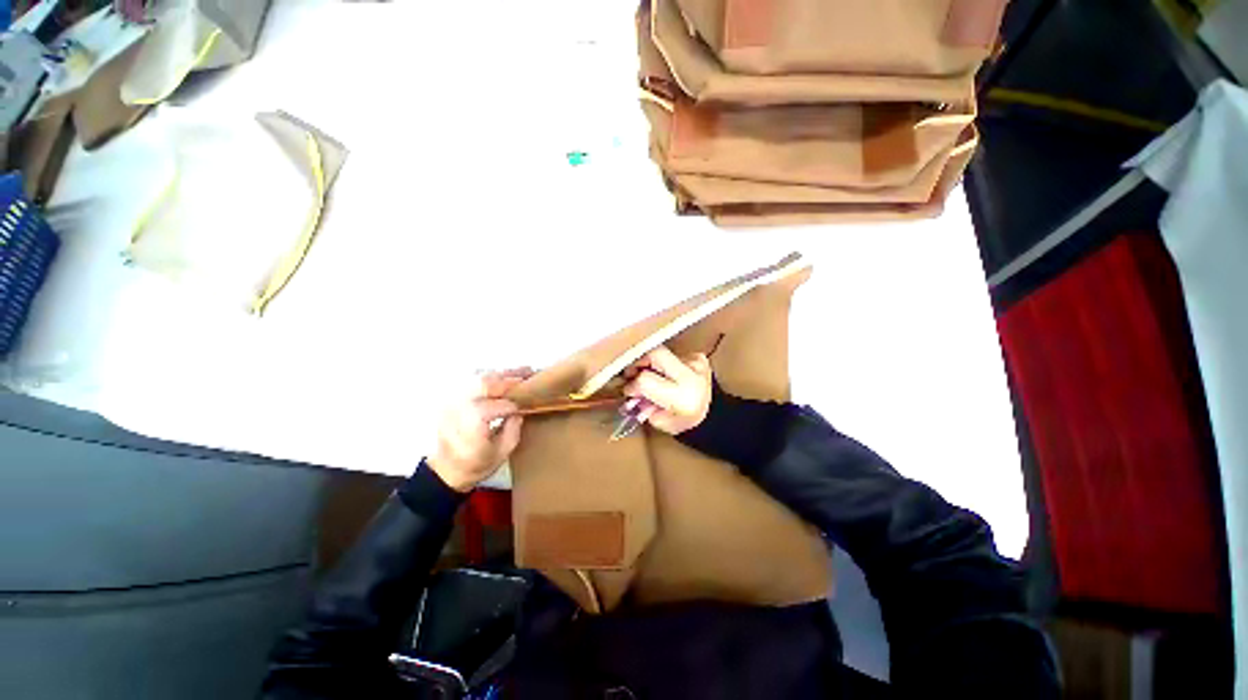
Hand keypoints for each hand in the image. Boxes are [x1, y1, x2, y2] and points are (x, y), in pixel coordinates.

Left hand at [427, 368, 531, 491]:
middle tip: (529, 375)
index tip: (525, 407)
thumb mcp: (502, 452)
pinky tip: (502, 377)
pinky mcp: (452, 400)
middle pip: (487, 383)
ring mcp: (453, 401)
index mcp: (472, 422)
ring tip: (520, 372)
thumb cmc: (476, 465)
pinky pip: (472, 382)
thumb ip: (514, 429)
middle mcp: (460, 407)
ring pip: (479, 378)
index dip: (514, 406)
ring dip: (501, 375)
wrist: (446, 471)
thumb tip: (520, 411)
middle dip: (510, 379)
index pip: (499, 404)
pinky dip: (489, 377)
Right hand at [623, 346, 712, 434]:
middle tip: (631, 373)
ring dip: (650, 362)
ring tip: (647, 375)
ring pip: (661, 352)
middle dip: (638, 361)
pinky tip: (664, 373)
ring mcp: (696, 362)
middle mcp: (691, 375)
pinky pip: (672, 354)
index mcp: (681, 397)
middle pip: (654, 354)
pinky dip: (663, 363)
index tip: (629, 391)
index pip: (645, 380)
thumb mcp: (659, 421)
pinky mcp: (698, 356)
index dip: (632, 385)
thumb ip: (642, 403)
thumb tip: (629, 388)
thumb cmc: (683, 421)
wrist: (713, 415)